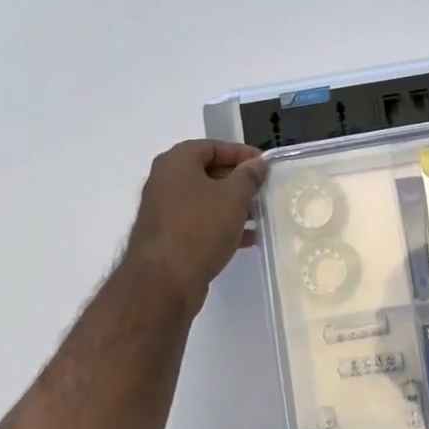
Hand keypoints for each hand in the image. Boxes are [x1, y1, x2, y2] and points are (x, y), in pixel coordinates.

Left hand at [124, 140, 268, 304]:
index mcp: (176, 162)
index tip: (265, 166)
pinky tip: (247, 239)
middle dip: (238, 182)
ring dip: (233, 206)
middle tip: (263, 191)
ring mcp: (164, 211)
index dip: (241, 153)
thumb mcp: (233, 197)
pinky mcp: (168, 237)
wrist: (163, 281)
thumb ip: (249, 176)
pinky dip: (222, 226)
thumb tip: (257, 164)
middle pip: (208, 172)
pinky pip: (199, 223)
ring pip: (205, 200)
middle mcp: (165, 181)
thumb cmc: (200, 228)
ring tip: (260, 217)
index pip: (213, 146)